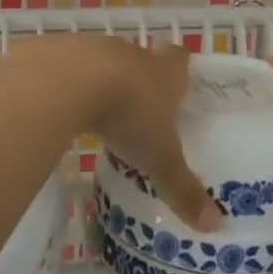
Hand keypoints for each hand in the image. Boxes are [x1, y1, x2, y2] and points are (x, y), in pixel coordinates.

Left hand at [19, 35, 221, 232]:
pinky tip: (60, 110)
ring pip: (102, 63)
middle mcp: (131, 54)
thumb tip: (215, 224)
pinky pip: (64, 69)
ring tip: (97, 115)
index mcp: (162, 72)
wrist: (67, 80)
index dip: (179, 69)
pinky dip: (65, 87)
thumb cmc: (127, 114)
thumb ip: (182, 188)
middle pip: (140, 60)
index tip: (177, 86)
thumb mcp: (158, 158)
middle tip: (137, 112)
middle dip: (139, 81)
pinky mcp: (57, 53)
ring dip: (100, 83)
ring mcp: (92, 49)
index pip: (178, 58)